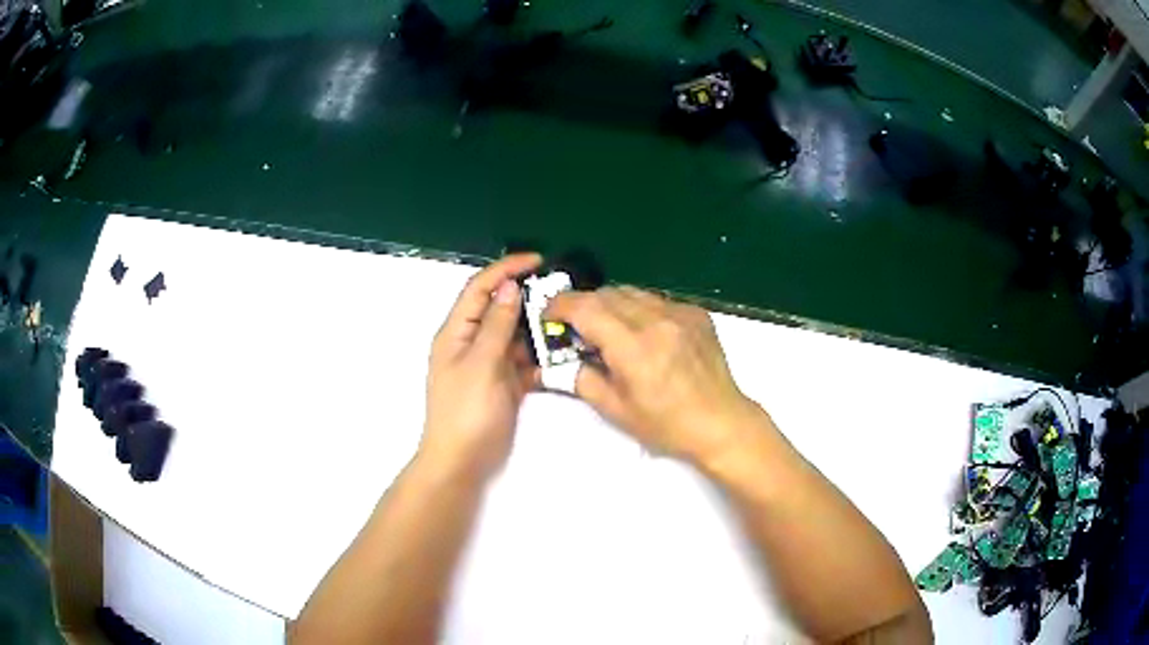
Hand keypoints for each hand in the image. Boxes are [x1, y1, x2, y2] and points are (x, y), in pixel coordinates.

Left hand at [421, 254, 542, 478]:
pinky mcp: (502, 383)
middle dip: (527, 297)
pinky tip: (561, 356)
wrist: (462, 461)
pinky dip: (539, 357)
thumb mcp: (481, 363)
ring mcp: (488, 363)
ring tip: (568, 323)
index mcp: (457, 331)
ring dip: (537, 328)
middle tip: (561, 293)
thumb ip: (496, 324)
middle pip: (499, 308)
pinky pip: (523, 361)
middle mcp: (471, 342)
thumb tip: (509, 287)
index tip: (538, 261)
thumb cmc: (466, 411)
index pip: (479, 288)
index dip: (505, 269)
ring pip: (514, 335)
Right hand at [546, 287, 763, 465]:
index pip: (585, 308)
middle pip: (607, 293)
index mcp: (634, 348)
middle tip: (576, 328)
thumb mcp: (616, 410)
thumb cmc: (667, 425)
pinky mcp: (696, 313)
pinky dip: (640, 310)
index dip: (560, 306)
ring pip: (632, 292)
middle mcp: (657, 321)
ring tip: (609, 329)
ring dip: (612, 304)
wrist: (721, 422)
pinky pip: (657, 300)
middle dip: (584, 305)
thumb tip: (560, 360)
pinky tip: (644, 333)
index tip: (549, 316)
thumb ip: (582, 379)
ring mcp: (680, 313)